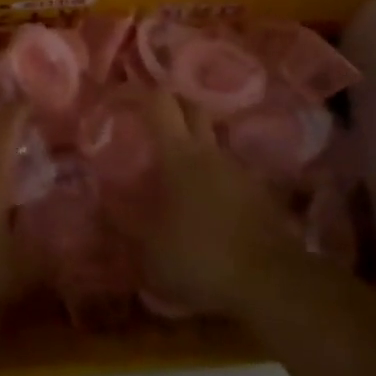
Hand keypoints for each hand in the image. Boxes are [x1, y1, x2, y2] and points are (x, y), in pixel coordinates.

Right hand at [143, 90, 299, 317]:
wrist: (271, 282)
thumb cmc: (198, 256)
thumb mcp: (147, 248)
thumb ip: (123, 220)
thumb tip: (105, 199)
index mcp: (178, 154)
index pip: (160, 103)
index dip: (141, 93)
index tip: (124, 98)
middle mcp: (210, 151)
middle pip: (192, 108)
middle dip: (173, 106)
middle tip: (151, 120)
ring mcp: (239, 170)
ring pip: (212, 141)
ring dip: (194, 145)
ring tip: (175, 170)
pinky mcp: (259, 193)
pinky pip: (229, 172)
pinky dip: (214, 177)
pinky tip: (204, 202)